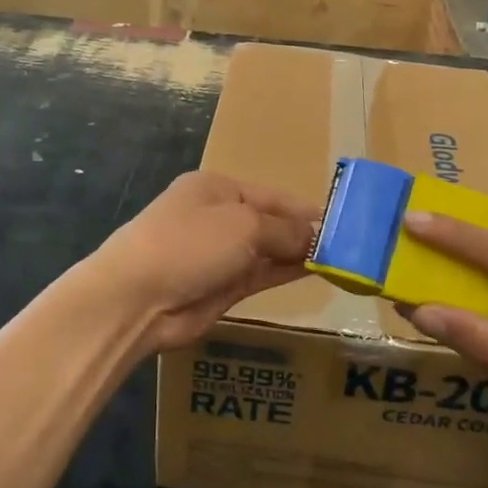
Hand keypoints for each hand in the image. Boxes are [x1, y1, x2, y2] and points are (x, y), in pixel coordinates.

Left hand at [79, 172, 319, 353]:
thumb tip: (316, 237)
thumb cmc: (190, 243)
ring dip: (299, 254)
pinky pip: (261, 274)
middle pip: (270, 222)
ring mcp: (218, 254)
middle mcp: (218, 217)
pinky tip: (315, 271)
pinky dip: (286, 272)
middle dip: (305, 232)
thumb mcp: (244, 226)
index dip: (305, 209)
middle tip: (351, 244)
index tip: (343, 220)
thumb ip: (284, 231)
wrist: (136, 298)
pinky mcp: (220, 287)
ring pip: (268, 250)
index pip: (271, 195)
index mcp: (217, 189)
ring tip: (341, 259)